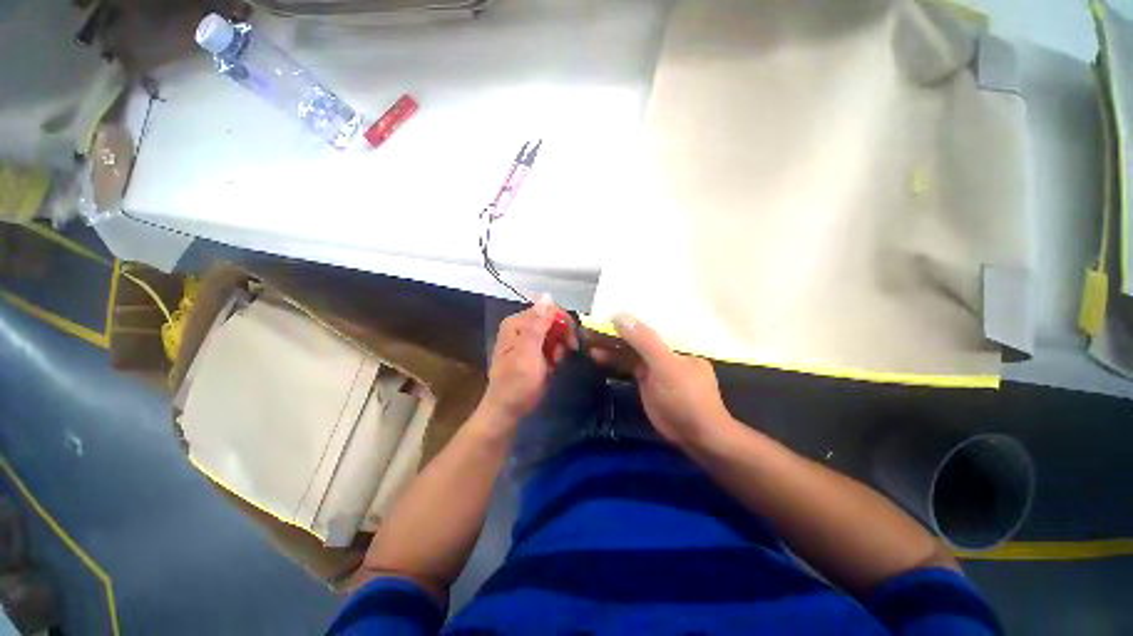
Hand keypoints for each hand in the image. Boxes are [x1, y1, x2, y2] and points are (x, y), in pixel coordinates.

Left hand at [479, 294, 577, 428]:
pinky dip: (556, 355)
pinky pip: (552, 344)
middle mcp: (521, 326)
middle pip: (553, 320)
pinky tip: (551, 366)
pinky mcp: (533, 350)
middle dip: (562, 337)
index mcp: (517, 323)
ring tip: (553, 364)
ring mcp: (527, 339)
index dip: (563, 323)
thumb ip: (537, 325)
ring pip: (555, 333)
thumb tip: (548, 296)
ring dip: (559, 348)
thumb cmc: (517, 384)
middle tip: (562, 356)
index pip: (548, 309)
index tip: (571, 343)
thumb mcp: (528, 354)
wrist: (507, 411)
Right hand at [590, 313, 735, 447]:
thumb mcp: (665, 365)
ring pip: (629, 351)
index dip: (626, 318)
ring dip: (609, 346)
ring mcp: (654, 366)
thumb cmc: (685, 396)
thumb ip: (644, 341)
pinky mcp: (645, 381)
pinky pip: (627, 365)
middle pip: (635, 337)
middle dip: (612, 332)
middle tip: (588, 328)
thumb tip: (620, 315)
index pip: (648, 324)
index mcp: (675, 341)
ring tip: (586, 341)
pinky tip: (596, 355)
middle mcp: (664, 350)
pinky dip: (612, 360)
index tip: (603, 313)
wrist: (696, 436)